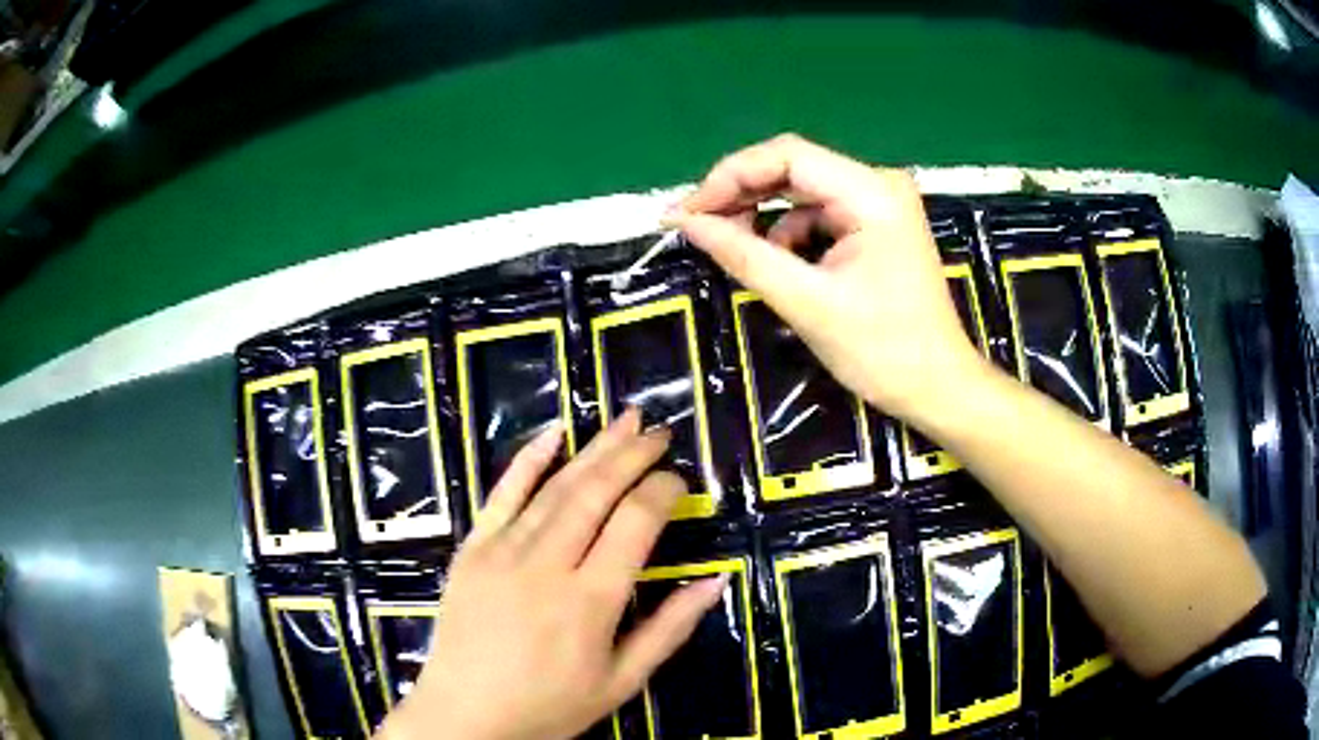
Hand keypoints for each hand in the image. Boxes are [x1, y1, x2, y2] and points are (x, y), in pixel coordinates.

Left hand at [377, 409, 727, 739]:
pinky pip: (502, 494)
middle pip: (596, 492)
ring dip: (594, 448)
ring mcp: (502, 552)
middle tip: (660, 432)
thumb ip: (670, 629)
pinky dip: (529, 460)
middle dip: (633, 454)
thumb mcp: (622, 681)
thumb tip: (716, 580)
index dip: (662, 491)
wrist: (465, 715)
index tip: (679, 479)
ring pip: (555, 486)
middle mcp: (547, 565)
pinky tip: (553, 433)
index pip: (635, 523)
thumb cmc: (549, 706)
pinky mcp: (472, 549)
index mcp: (590, 601)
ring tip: (626, 420)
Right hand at [667, 134, 985, 421]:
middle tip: (695, 225)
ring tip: (728, 244)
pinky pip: (819, 214)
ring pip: (802, 191)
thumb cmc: (882, 350)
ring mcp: (879, 204)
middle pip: (793, 167)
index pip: (787, 155)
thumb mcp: (806, 301)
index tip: (688, 213)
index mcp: (871, 192)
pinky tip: (773, 260)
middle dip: (741, 193)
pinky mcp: (876, 226)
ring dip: (762, 214)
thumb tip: (684, 221)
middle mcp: (877, 184)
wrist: (938, 388)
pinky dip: (788, 233)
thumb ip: (743, 254)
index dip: (730, 176)